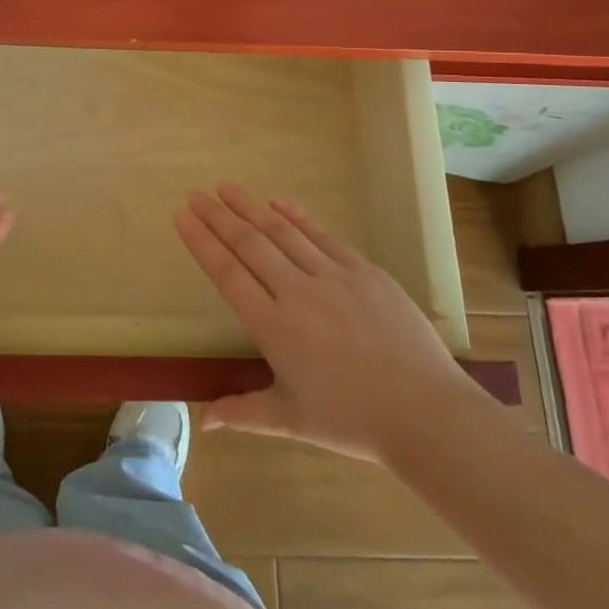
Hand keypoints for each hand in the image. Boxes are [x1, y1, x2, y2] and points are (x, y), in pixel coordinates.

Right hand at [176, 182, 484, 461]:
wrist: (426, 414)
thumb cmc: (352, 421)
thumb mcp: (290, 420)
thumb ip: (242, 412)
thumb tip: (203, 420)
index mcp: (273, 327)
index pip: (227, 274)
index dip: (202, 243)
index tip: (182, 217)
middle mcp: (297, 293)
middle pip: (249, 244)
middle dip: (218, 216)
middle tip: (196, 193)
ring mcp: (333, 277)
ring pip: (283, 233)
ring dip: (251, 207)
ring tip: (227, 187)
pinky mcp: (364, 272)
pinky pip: (323, 236)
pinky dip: (298, 216)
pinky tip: (279, 201)